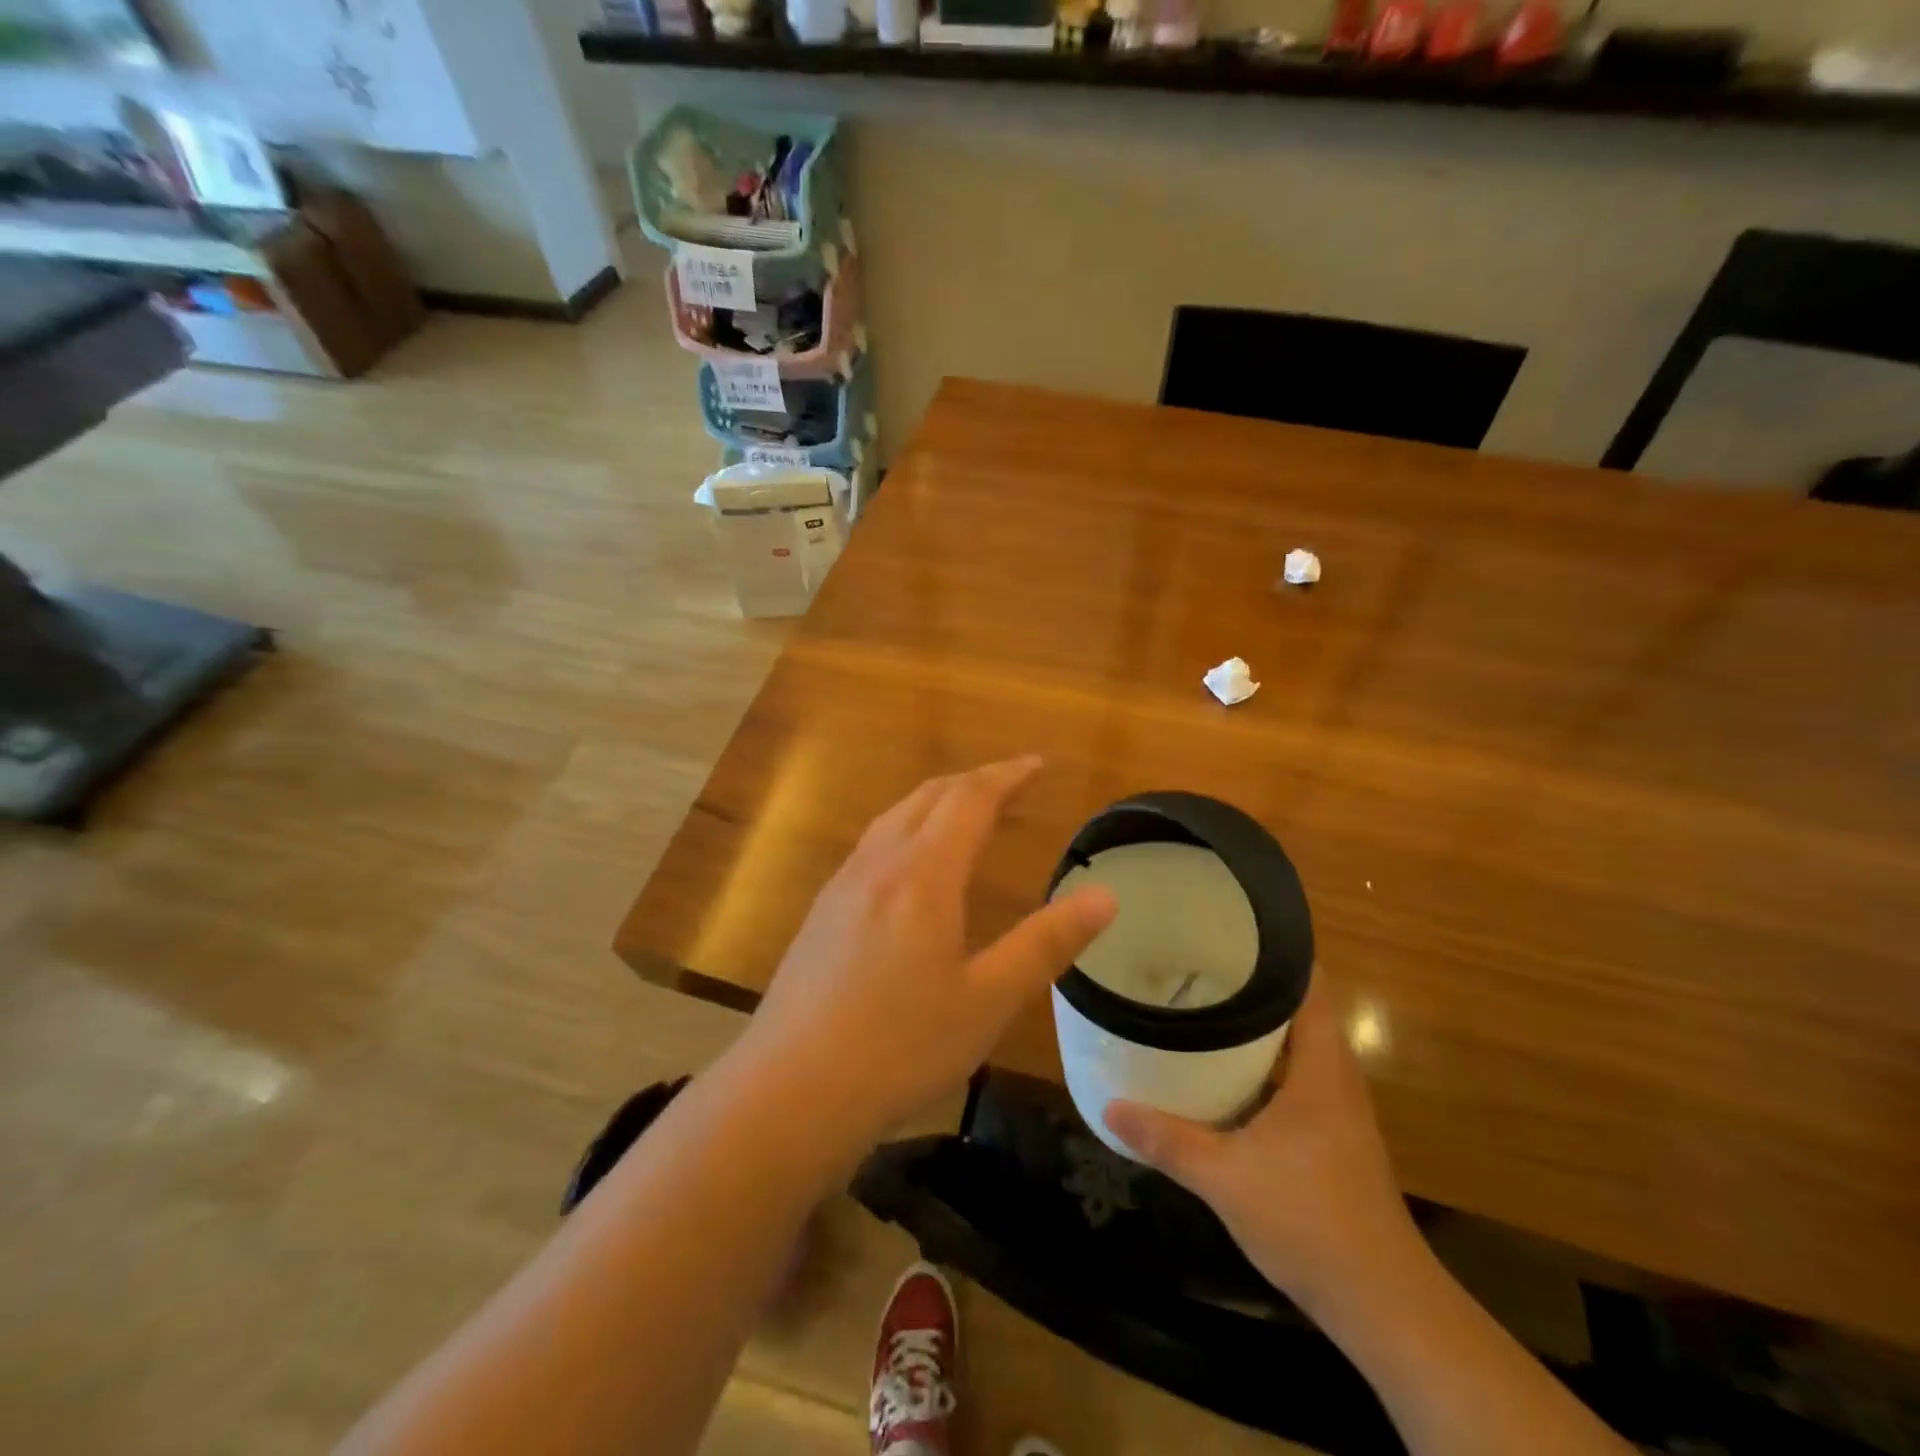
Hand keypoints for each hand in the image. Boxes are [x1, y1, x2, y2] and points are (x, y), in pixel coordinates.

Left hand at [737, 757, 1117, 1152]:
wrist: (789, 1090)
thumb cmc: (899, 1048)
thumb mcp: (988, 1001)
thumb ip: (1046, 944)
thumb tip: (1105, 896)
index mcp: (923, 875)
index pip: (970, 800)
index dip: (1007, 776)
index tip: (1038, 765)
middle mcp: (878, 864)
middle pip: (929, 797)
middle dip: (974, 781)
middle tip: (1012, 784)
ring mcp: (842, 885)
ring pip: (894, 816)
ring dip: (937, 801)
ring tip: (968, 813)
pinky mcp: (822, 911)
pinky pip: (873, 843)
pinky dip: (908, 827)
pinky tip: (911, 864)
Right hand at [1103, 977, 1426, 1321]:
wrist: (1384, 1307)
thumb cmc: (1309, 1220)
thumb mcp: (1224, 1176)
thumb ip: (1166, 1138)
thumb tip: (1108, 1108)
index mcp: (1322, 1066)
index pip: (1307, 983)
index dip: (1270, 952)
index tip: (1222, 931)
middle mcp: (1335, 1076)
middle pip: (1295, 1009)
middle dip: (1247, 986)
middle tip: (1192, 966)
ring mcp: (1337, 1109)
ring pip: (1293, 1046)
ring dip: (1252, 1028)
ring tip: (1196, 1007)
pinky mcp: (1331, 1137)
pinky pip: (1292, 1078)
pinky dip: (1258, 1066)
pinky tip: (1217, 1074)